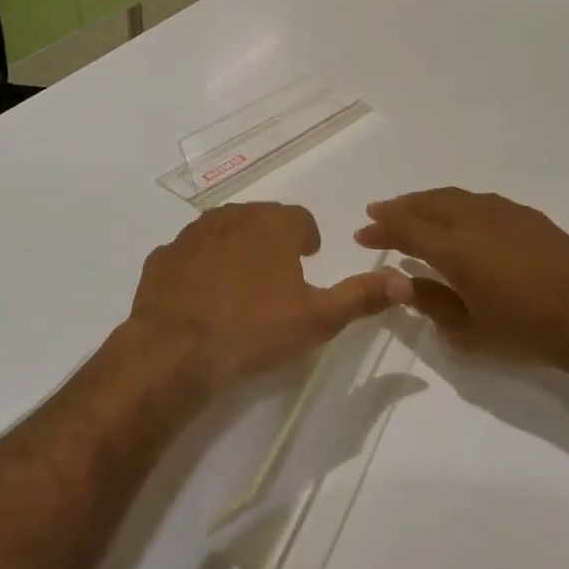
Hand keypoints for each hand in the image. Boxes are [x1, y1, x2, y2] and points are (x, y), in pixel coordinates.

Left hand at [128, 202, 409, 395]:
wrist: (174, 351)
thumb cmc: (254, 329)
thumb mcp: (318, 319)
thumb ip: (362, 296)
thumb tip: (405, 281)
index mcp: (273, 224)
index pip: (300, 219)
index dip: (307, 240)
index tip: (307, 263)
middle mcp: (233, 216)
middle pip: (261, 220)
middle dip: (272, 242)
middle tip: (277, 280)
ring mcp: (192, 234)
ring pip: (223, 231)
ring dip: (236, 250)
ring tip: (240, 288)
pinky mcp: (163, 257)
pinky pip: (189, 254)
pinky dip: (199, 268)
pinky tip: (201, 299)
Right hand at [355, 189, 568, 368]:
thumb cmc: (525, 331)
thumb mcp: (469, 332)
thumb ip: (432, 304)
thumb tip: (404, 284)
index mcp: (454, 248)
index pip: (406, 230)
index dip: (381, 229)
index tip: (362, 233)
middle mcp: (474, 220)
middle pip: (427, 204)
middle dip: (398, 207)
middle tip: (377, 211)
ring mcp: (503, 213)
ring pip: (454, 196)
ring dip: (426, 201)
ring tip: (411, 208)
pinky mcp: (526, 215)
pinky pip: (479, 200)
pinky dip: (456, 203)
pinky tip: (457, 213)